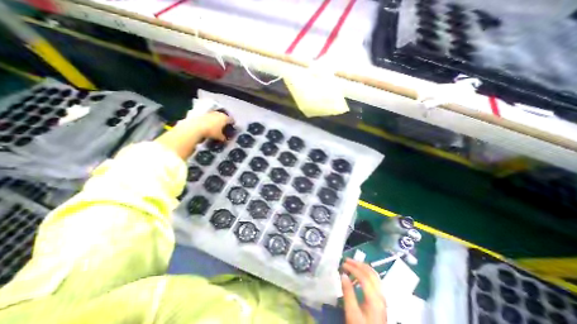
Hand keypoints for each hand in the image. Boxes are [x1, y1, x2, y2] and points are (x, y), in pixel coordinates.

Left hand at [182, 110, 232, 140]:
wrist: (195, 127)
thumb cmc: (211, 132)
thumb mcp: (219, 137)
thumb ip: (223, 138)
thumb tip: (225, 139)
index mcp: (225, 118)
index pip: (232, 120)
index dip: (232, 124)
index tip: (232, 127)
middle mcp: (218, 113)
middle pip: (223, 116)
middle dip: (224, 121)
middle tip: (224, 126)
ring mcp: (210, 112)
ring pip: (215, 116)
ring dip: (216, 120)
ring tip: (215, 126)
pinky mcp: (202, 113)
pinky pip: (208, 117)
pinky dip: (209, 120)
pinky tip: (207, 125)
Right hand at [339, 259, 383, 322]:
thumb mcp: (352, 313)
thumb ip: (348, 293)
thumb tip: (343, 275)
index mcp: (375, 299)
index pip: (364, 277)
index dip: (353, 268)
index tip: (343, 264)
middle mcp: (381, 296)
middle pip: (371, 274)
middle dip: (358, 264)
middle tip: (347, 260)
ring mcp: (382, 297)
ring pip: (374, 275)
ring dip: (363, 267)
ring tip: (352, 264)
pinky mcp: (381, 299)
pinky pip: (375, 280)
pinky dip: (366, 272)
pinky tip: (359, 274)